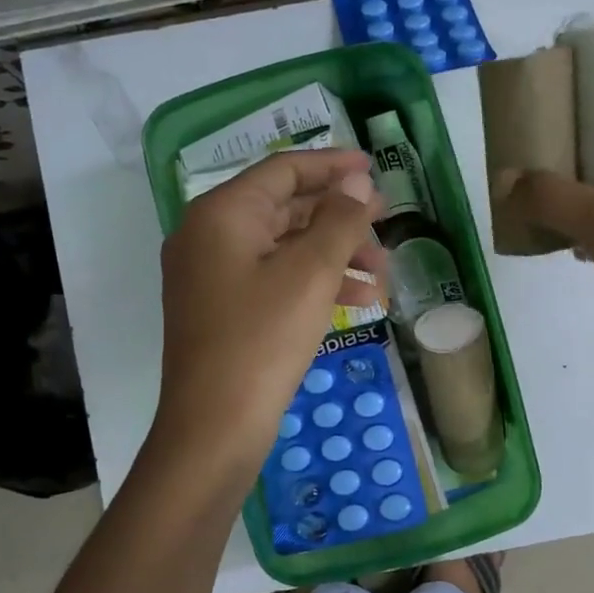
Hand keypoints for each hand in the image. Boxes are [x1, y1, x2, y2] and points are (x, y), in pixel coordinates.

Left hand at [153, 149, 384, 476]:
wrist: (214, 427)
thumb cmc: (262, 341)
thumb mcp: (310, 275)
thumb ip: (339, 221)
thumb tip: (357, 183)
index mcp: (222, 214)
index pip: (283, 171)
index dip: (332, 165)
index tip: (373, 168)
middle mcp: (208, 236)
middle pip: (284, 209)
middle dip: (339, 220)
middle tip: (385, 227)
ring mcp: (211, 276)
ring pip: (282, 249)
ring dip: (333, 256)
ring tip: (381, 276)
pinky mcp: (221, 310)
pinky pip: (272, 280)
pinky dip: (312, 284)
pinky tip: (356, 302)